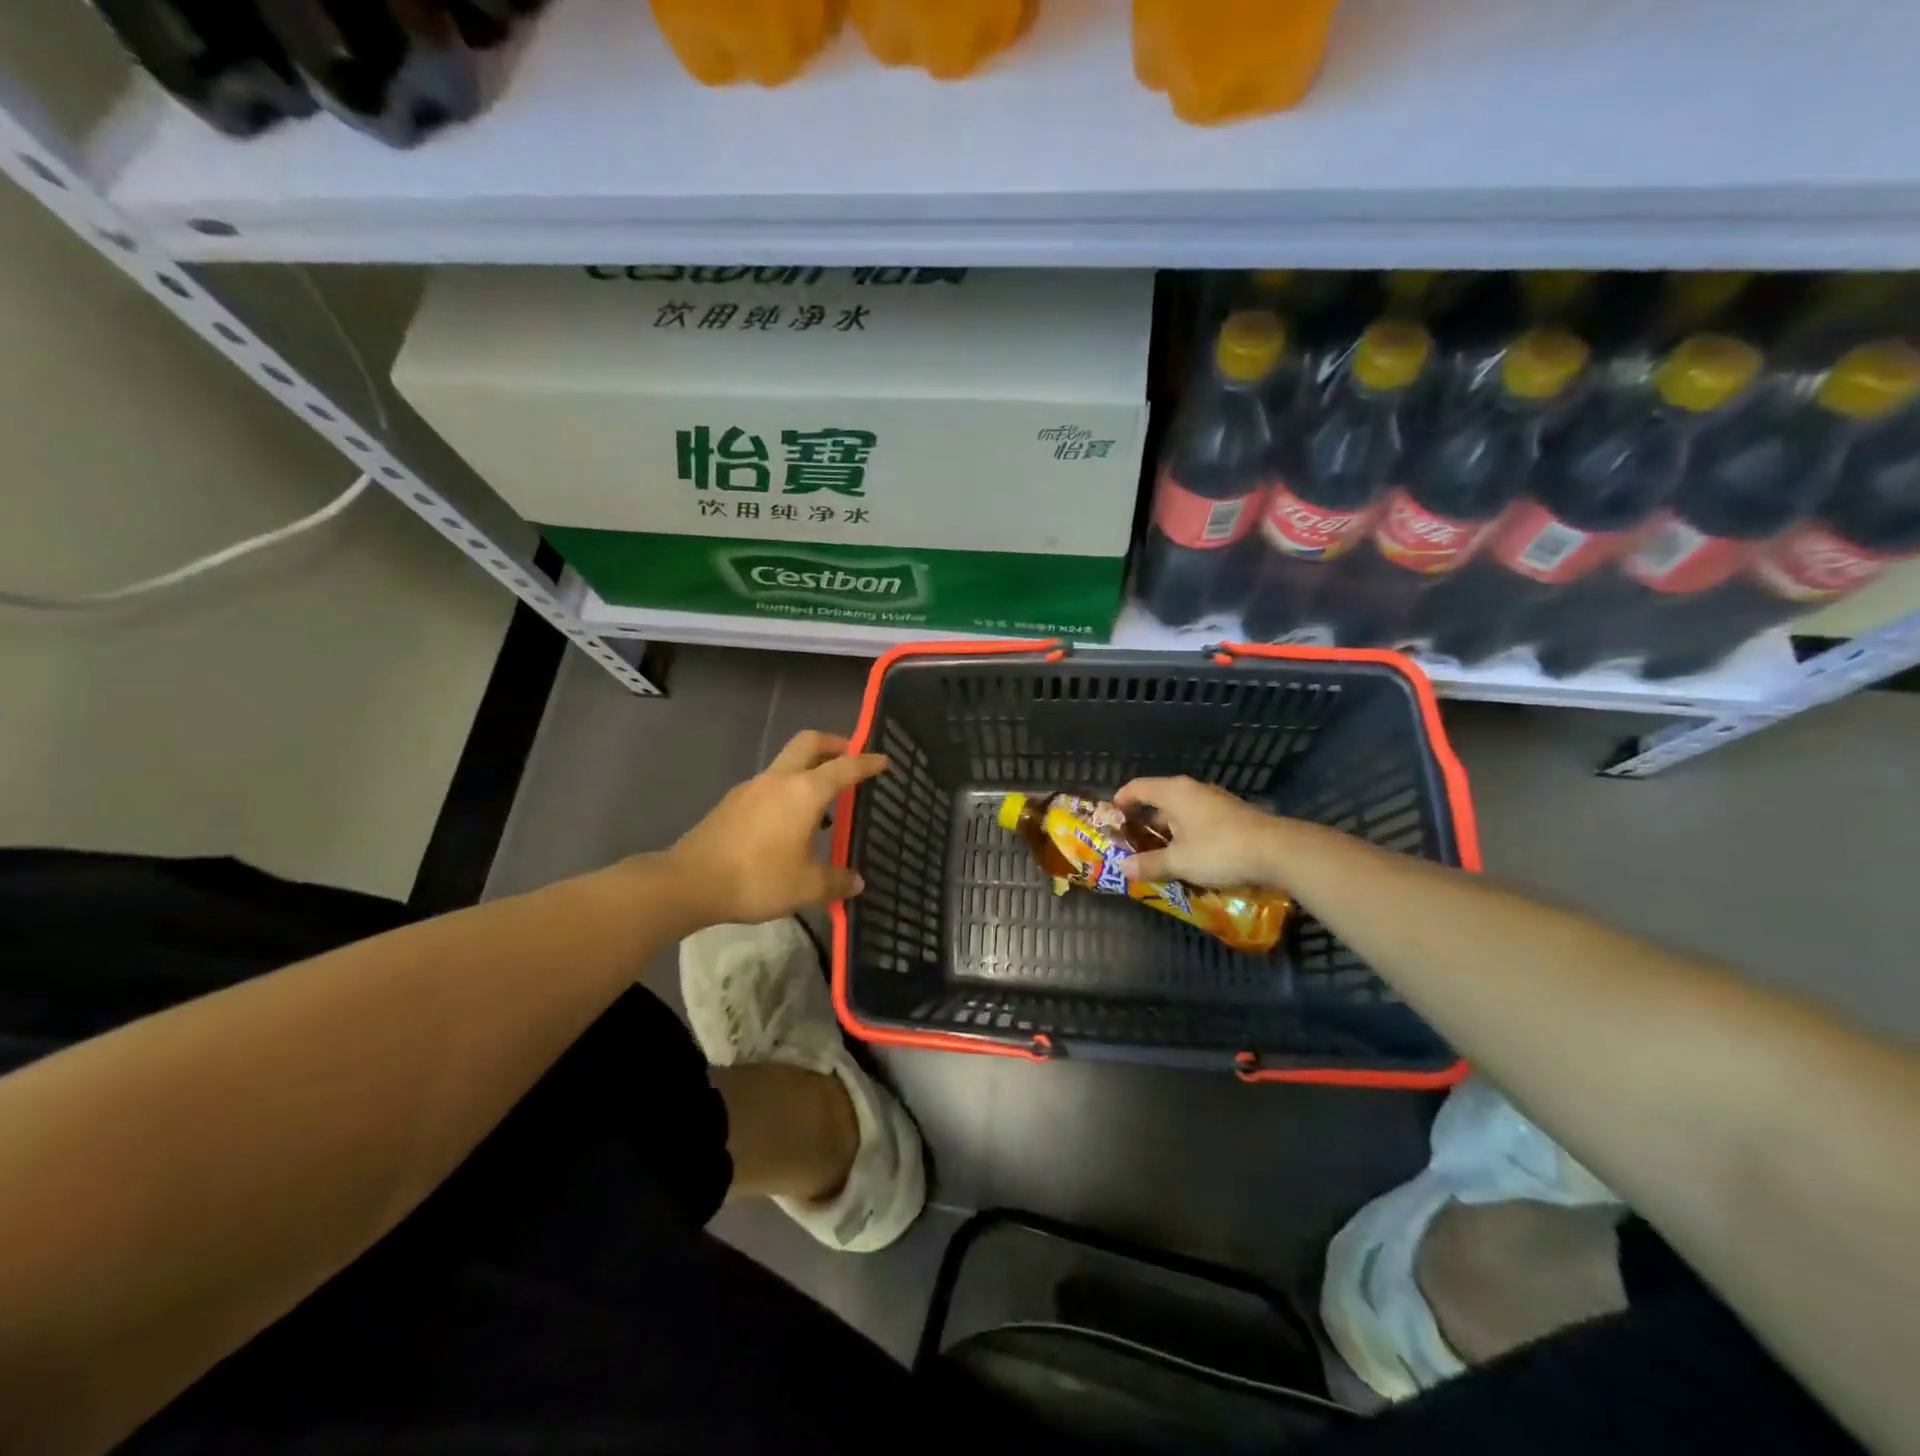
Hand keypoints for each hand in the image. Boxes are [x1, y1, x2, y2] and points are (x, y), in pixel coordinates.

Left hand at [669, 730, 888, 925]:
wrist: (689, 882)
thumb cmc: (757, 878)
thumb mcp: (806, 886)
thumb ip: (836, 881)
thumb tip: (856, 882)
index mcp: (804, 791)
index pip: (845, 766)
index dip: (868, 762)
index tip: (885, 761)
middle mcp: (779, 779)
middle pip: (809, 743)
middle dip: (834, 743)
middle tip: (851, 757)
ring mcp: (751, 788)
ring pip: (787, 764)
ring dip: (809, 770)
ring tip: (824, 802)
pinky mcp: (732, 803)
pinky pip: (770, 786)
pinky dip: (788, 791)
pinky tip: (789, 824)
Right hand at [1114, 776, 1288, 888]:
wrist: (1277, 851)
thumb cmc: (1219, 850)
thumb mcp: (1179, 862)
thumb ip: (1149, 864)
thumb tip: (1123, 868)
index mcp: (1173, 792)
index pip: (1136, 787)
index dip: (1120, 802)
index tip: (1110, 820)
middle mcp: (1191, 790)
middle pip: (1157, 800)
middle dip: (1142, 822)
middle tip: (1130, 844)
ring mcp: (1213, 801)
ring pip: (1179, 812)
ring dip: (1165, 831)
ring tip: (1156, 855)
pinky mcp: (1230, 815)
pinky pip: (1197, 820)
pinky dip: (1185, 835)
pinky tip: (1186, 857)